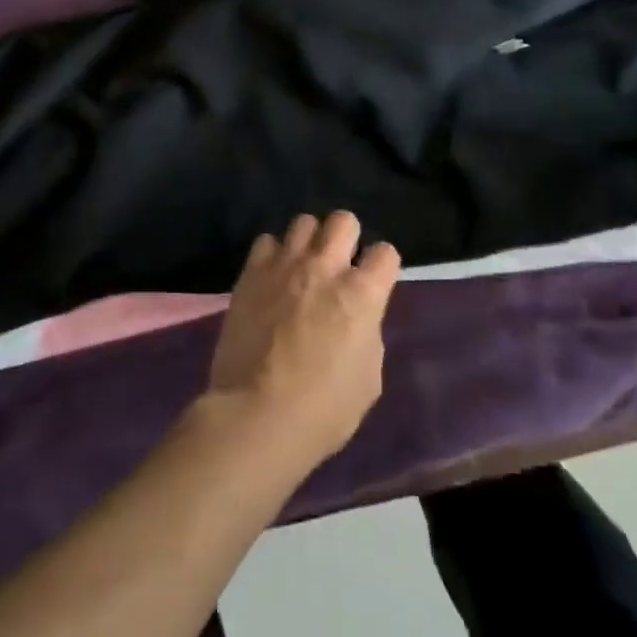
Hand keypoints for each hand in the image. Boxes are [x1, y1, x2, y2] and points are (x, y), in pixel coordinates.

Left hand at [206, 212, 400, 464]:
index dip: (382, 267)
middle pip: (344, 220)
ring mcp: (285, 266)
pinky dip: (273, 254)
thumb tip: (356, 319)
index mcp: (362, 294)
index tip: (374, 283)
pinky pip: (266, 241)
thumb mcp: (368, 378)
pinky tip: (272, 277)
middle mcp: (325, 267)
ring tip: (303, 267)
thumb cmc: (323, 409)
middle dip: (347, 238)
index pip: (385, 253)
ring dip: (309, 241)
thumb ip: (366, 334)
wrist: (256, 415)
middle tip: (339, 266)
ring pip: (304, 222)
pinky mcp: (251, 274)